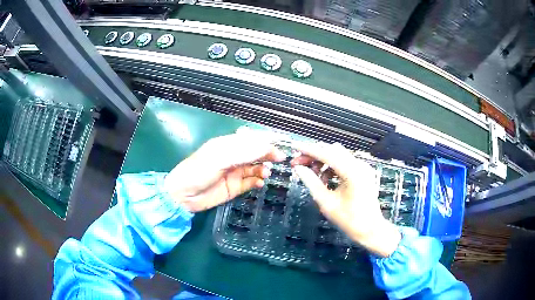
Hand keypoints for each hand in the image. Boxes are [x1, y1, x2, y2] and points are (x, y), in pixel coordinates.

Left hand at [164, 132, 285, 211]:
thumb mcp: (219, 158)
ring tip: (266, 173)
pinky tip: (260, 182)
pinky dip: (257, 181)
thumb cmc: (198, 171)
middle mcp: (232, 157)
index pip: (250, 139)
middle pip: (255, 153)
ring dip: (263, 168)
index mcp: (227, 145)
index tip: (280, 143)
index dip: (265, 140)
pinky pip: (251, 182)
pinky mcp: (234, 187)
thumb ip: (243, 152)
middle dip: (268, 154)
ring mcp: (234, 173)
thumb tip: (267, 146)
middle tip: (279, 158)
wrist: (183, 196)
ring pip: (255, 168)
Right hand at [291, 142, 400, 256]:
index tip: (294, 147)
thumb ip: (311, 182)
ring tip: (312, 174)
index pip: (326, 154)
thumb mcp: (326, 203)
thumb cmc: (349, 220)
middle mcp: (359, 165)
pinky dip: (332, 166)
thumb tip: (298, 168)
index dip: (308, 150)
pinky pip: (344, 162)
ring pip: (338, 155)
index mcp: (352, 172)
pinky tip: (325, 178)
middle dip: (314, 155)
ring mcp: (363, 167)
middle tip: (298, 164)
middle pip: (332, 150)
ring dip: (323, 160)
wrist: (370, 229)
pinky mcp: (363, 172)